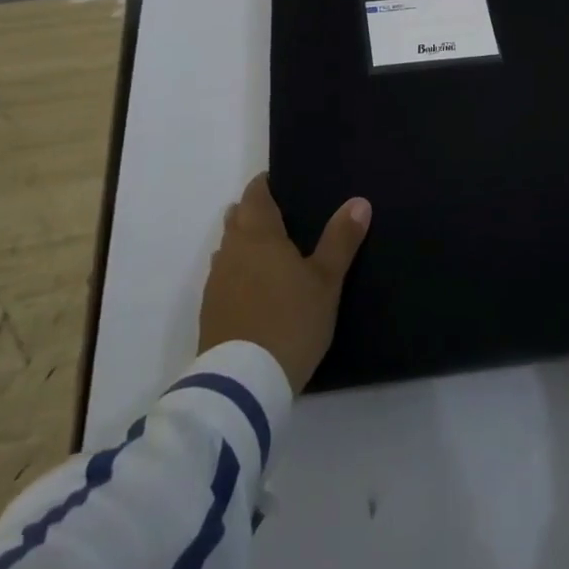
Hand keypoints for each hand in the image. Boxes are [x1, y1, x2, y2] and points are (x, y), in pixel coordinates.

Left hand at [198, 173, 370, 394]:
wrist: (243, 384)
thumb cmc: (290, 320)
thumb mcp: (326, 280)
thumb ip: (341, 239)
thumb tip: (359, 201)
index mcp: (258, 233)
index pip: (255, 194)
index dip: (265, 185)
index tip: (281, 184)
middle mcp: (231, 250)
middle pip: (237, 218)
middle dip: (254, 213)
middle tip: (283, 218)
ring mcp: (216, 282)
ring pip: (228, 248)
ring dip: (244, 244)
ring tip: (271, 253)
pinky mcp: (210, 312)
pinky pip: (224, 278)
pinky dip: (238, 274)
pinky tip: (256, 290)